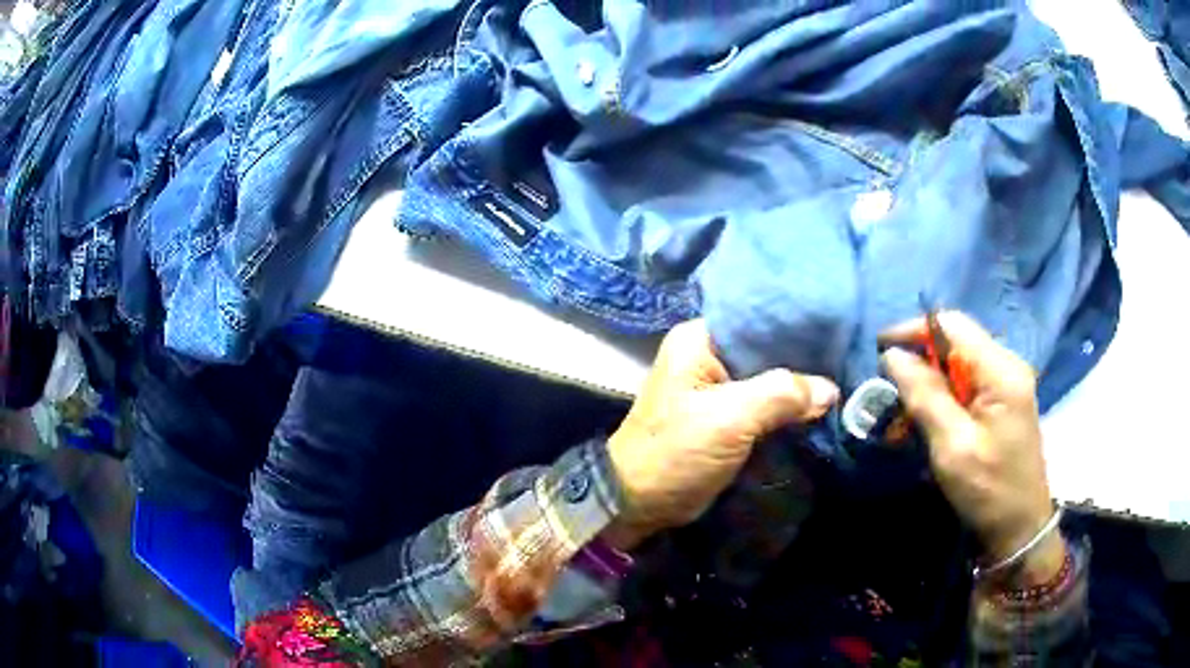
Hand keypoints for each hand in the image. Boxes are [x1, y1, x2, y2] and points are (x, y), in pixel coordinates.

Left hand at [604, 320, 838, 550]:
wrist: (639, 503)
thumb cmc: (676, 453)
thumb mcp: (729, 418)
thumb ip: (782, 394)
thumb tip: (830, 388)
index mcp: (699, 339)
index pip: (757, 318)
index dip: (795, 325)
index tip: (835, 331)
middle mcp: (707, 355)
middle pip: (765, 349)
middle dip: (802, 359)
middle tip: (845, 358)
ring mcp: (716, 387)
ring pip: (768, 378)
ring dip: (797, 387)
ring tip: (841, 379)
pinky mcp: (725, 416)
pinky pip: (764, 403)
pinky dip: (786, 408)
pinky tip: (819, 406)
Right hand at [880, 312, 1063, 582]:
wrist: (1020, 527)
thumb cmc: (988, 490)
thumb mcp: (952, 447)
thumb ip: (925, 397)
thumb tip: (894, 355)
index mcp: (1001, 371)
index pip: (953, 325)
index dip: (915, 330)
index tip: (881, 348)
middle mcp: (1008, 365)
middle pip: (958, 340)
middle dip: (922, 357)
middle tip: (892, 386)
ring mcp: (1009, 383)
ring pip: (961, 361)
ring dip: (932, 378)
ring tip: (907, 408)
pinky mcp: (1006, 400)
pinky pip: (969, 381)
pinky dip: (946, 393)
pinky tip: (932, 418)